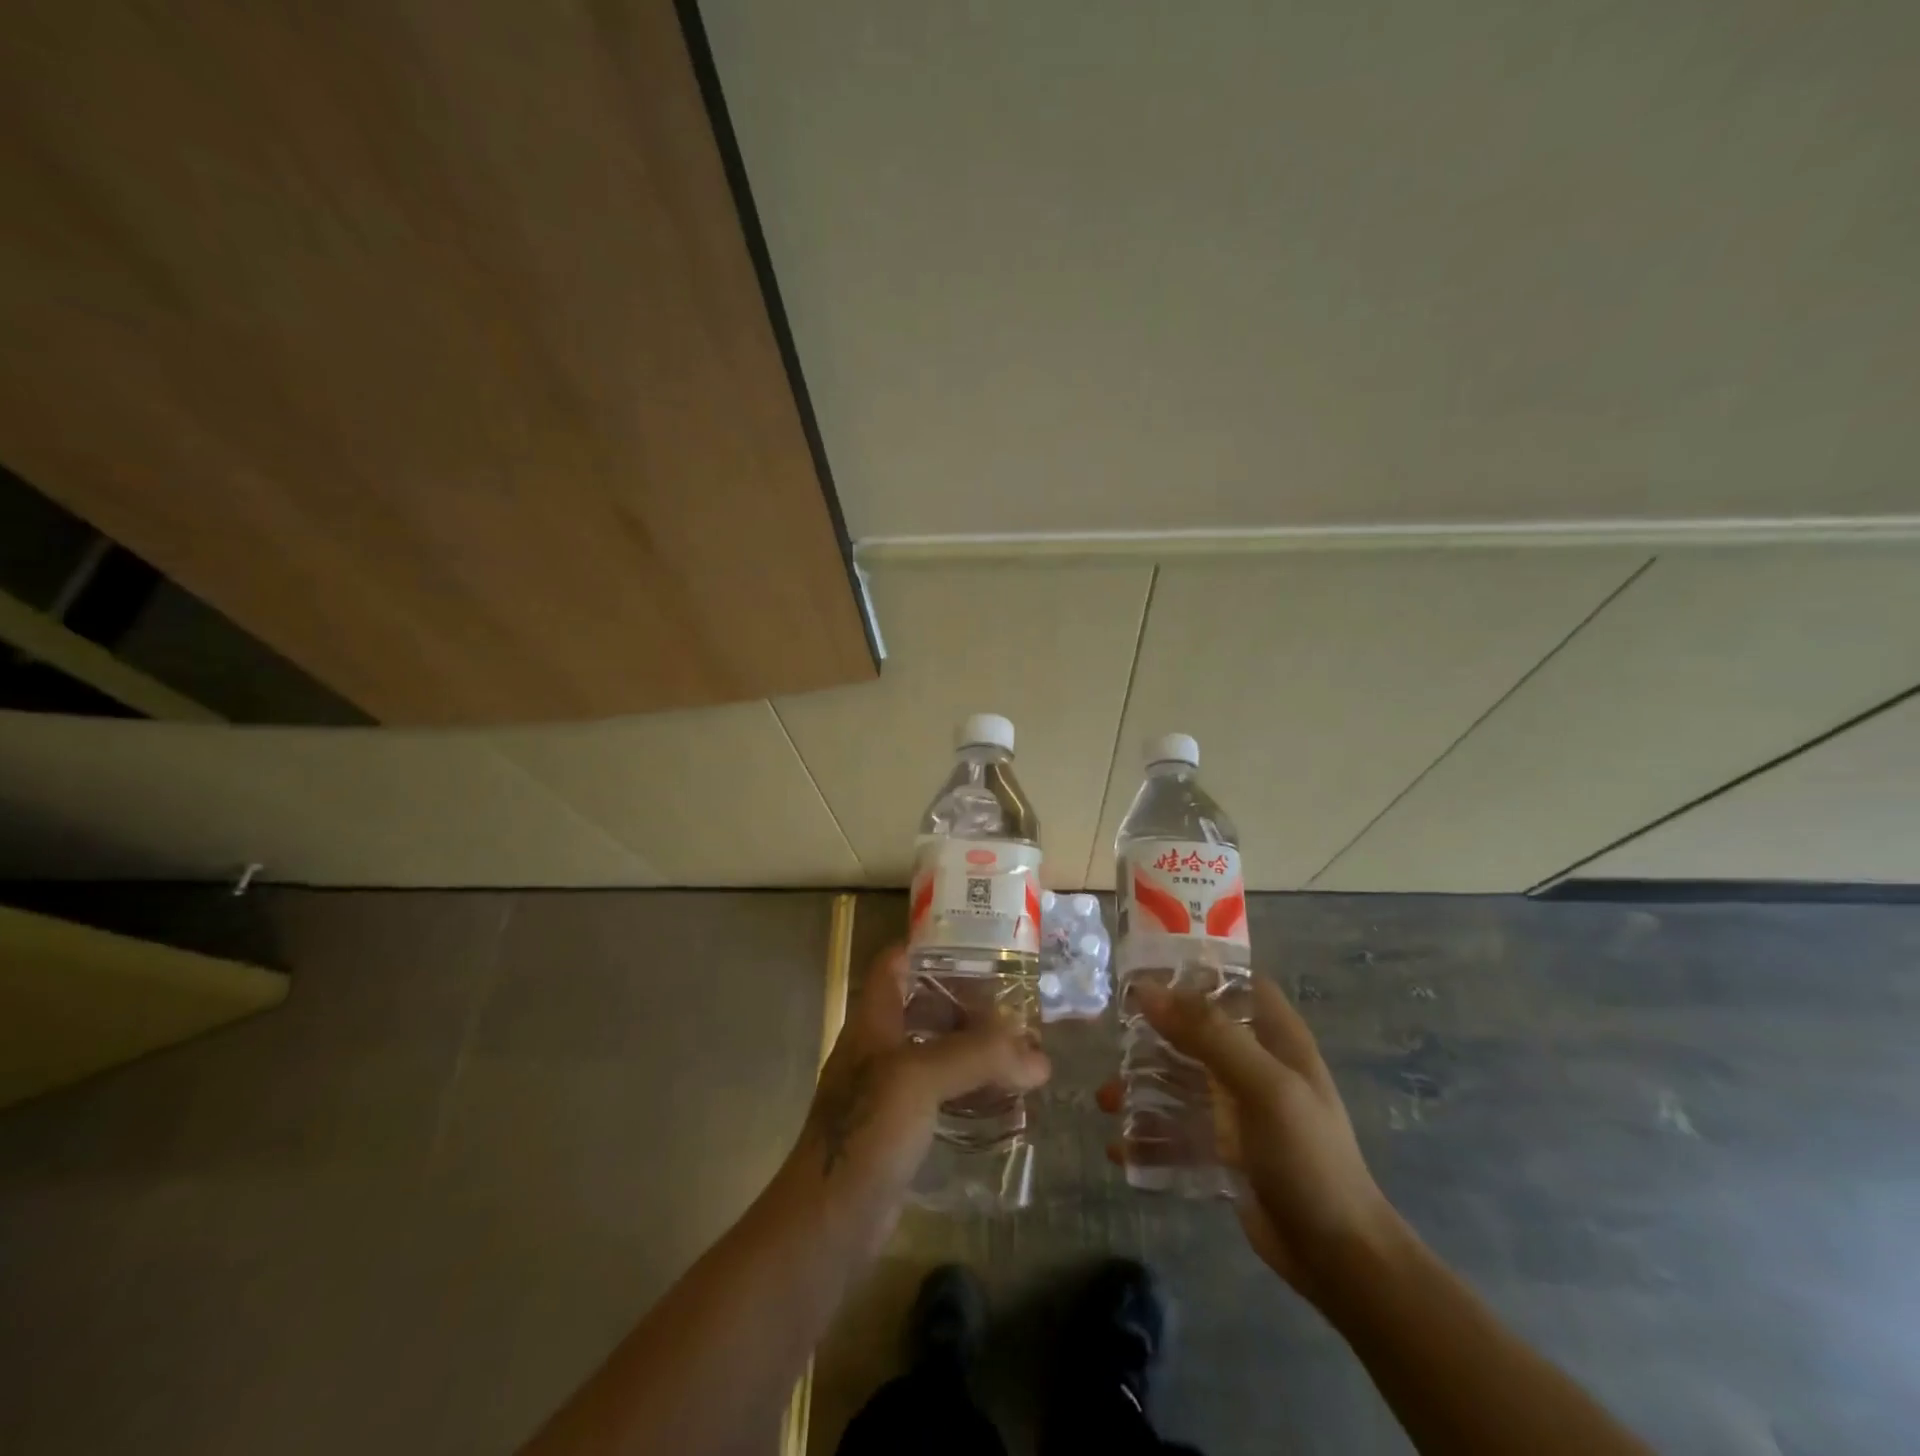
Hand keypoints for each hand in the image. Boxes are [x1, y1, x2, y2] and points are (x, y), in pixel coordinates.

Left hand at [785, 945, 1049, 1247]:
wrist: (828, 1223)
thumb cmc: (866, 1131)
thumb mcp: (921, 1077)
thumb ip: (980, 1057)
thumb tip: (1040, 1059)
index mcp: (873, 1021)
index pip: (895, 963)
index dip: (930, 947)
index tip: (979, 945)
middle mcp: (879, 1048)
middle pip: (924, 1006)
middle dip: (968, 1004)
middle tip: (1016, 1009)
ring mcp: (889, 1090)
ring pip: (937, 1053)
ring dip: (975, 1050)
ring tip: (1021, 1053)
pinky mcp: (902, 1129)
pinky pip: (943, 1095)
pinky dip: (972, 1090)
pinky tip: (1005, 1101)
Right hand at [1098, 977, 1399, 1302]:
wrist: (1338, 1259)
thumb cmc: (1308, 1158)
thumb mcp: (1264, 1087)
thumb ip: (1208, 1034)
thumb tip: (1146, 990)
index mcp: (1275, 1037)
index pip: (1234, 981)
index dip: (1193, 970)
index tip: (1143, 968)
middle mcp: (1254, 1064)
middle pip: (1196, 1029)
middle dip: (1152, 1032)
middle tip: (1110, 1035)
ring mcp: (1238, 1108)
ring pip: (1180, 1079)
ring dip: (1142, 1086)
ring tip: (1105, 1100)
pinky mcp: (1223, 1149)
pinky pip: (1177, 1129)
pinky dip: (1148, 1134)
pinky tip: (1119, 1147)